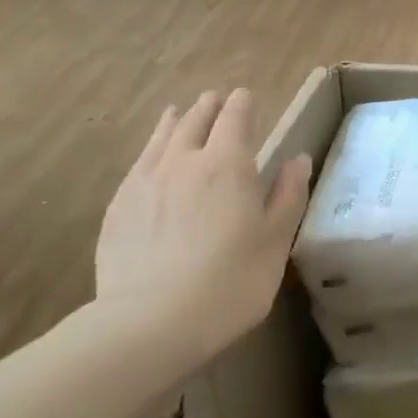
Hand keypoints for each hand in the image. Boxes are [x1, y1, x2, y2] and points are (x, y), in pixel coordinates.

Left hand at [95, 89, 312, 366]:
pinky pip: (139, 163)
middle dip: (209, 107)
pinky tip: (151, 156)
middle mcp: (185, 160)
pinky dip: (150, 148)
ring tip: (178, 111)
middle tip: (215, 99)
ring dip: (175, 121)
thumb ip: (288, 195)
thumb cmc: (231, 281)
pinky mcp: (120, 206)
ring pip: (163, 137)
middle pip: (196, 120)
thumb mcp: (275, 240)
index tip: (245, 96)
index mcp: (228, 164)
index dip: (242, 104)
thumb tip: (298, 159)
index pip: (235, 118)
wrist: (151, 321)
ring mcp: (146, 181)